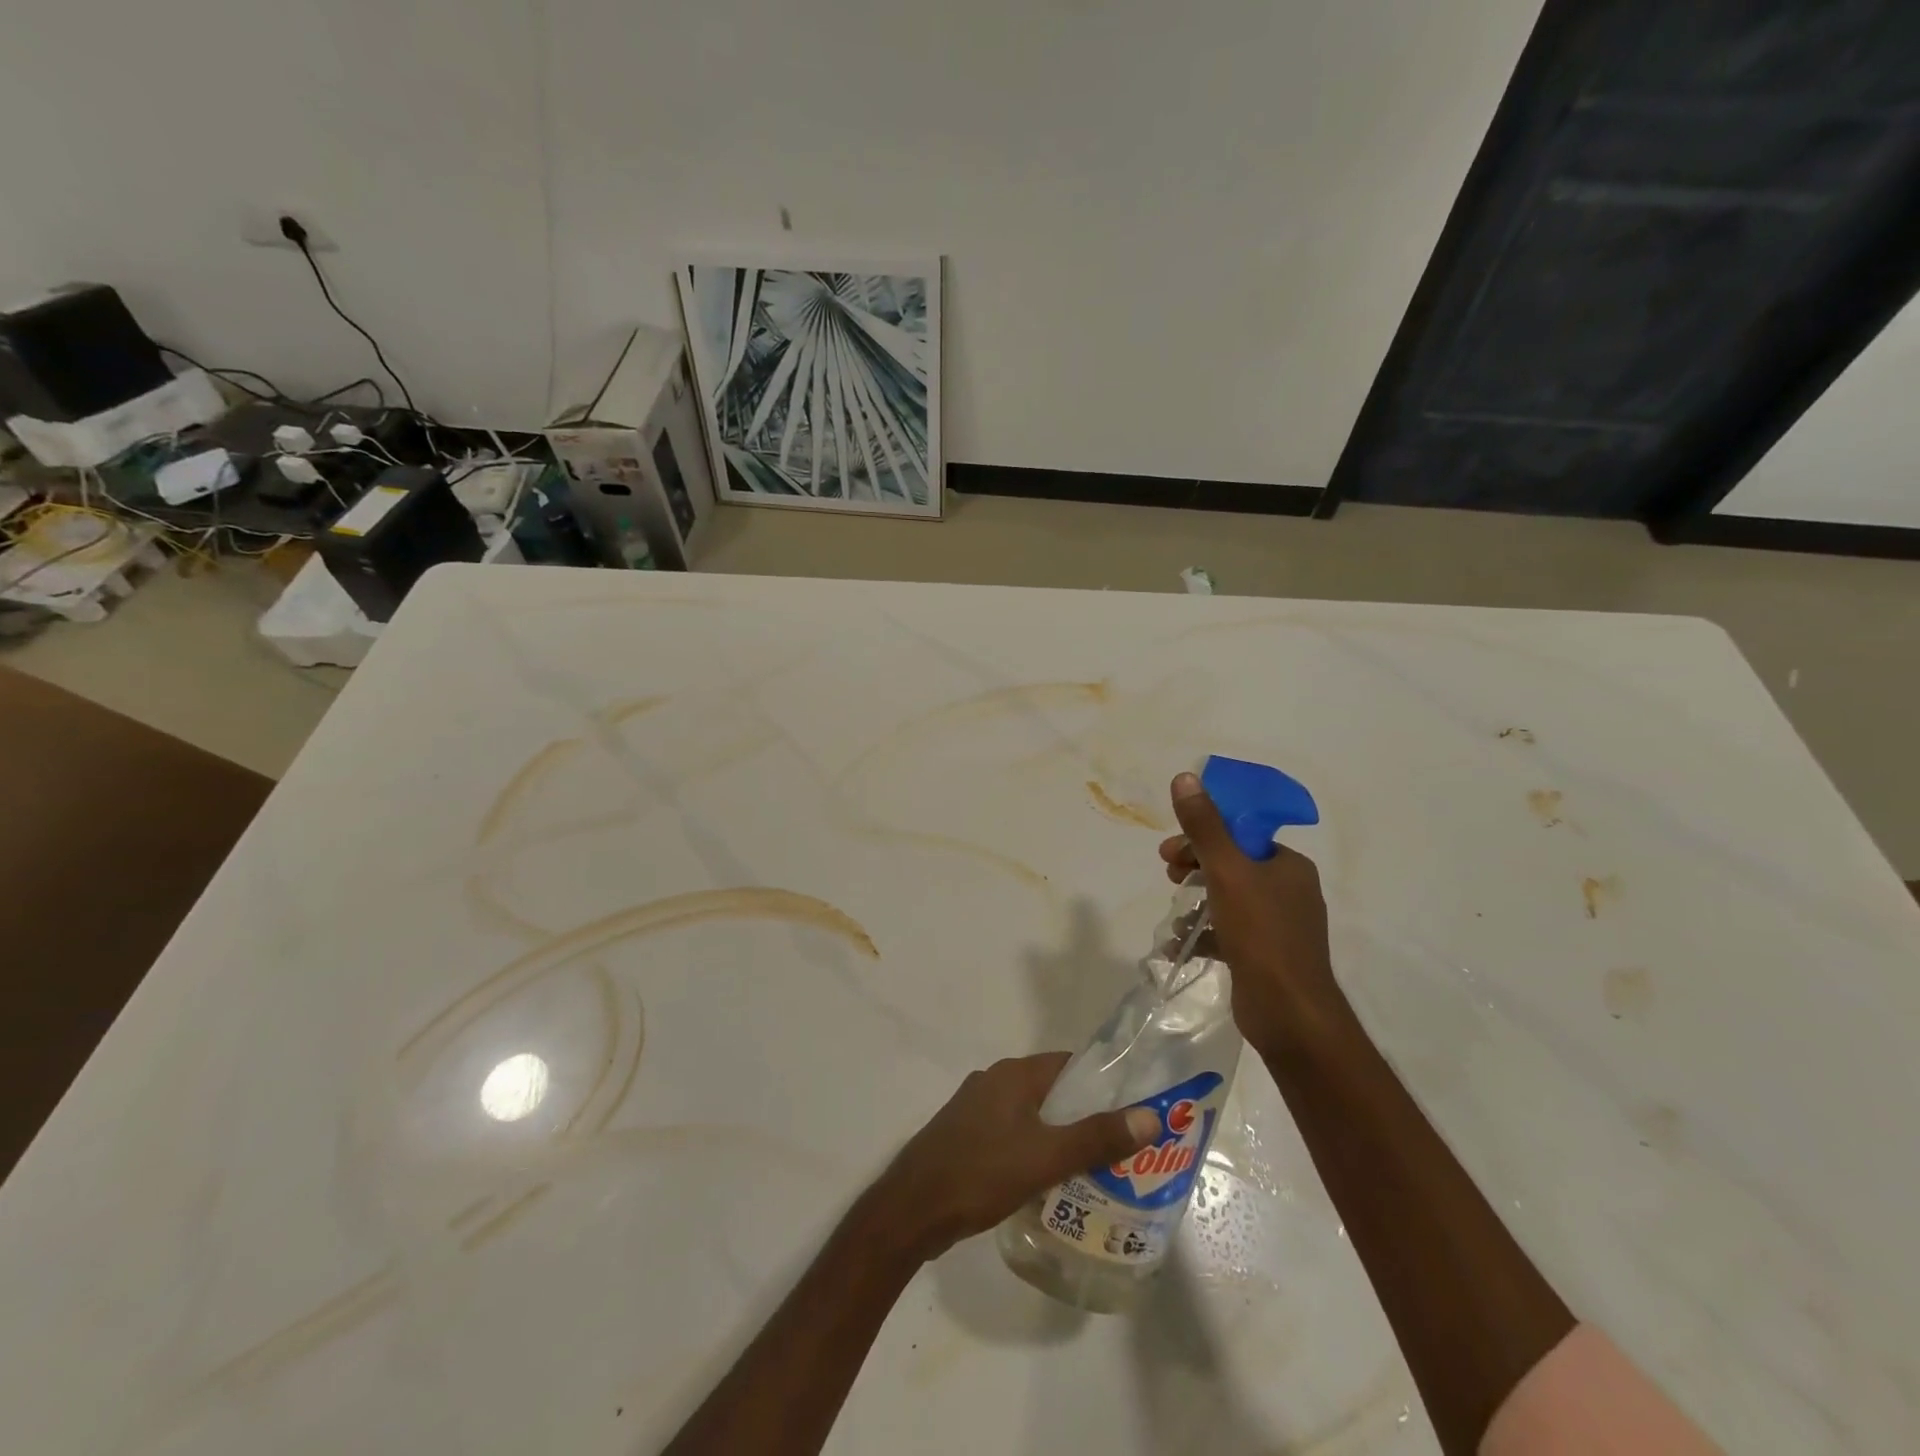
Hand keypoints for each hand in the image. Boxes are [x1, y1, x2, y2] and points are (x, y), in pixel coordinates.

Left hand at [866, 1053, 1158, 1260]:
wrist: (911, 1209)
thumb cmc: (980, 1174)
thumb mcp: (1046, 1157)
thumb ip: (1097, 1137)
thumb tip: (1150, 1116)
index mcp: (1013, 1074)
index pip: (1070, 1065)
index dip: (1103, 1084)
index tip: (1132, 1111)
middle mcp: (994, 1081)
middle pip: (1052, 1091)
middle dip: (1085, 1115)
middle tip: (1121, 1149)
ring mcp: (975, 1108)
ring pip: (1031, 1115)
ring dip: (1059, 1135)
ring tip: (1094, 1170)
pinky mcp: (965, 1135)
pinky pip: (1011, 1134)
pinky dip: (1033, 1149)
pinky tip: (1048, 1182)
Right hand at [1158, 771, 1342, 1054]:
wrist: (1291, 1015)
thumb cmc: (1261, 935)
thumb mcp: (1227, 872)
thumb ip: (1204, 827)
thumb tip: (1185, 776)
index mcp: (1288, 865)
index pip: (1240, 835)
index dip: (1202, 837)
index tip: (1170, 852)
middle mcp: (1288, 890)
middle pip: (1232, 865)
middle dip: (1194, 868)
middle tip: (1168, 877)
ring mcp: (1279, 926)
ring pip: (1228, 899)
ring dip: (1196, 902)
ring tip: (1175, 918)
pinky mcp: (1266, 956)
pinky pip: (1229, 932)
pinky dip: (1205, 933)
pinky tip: (1180, 945)